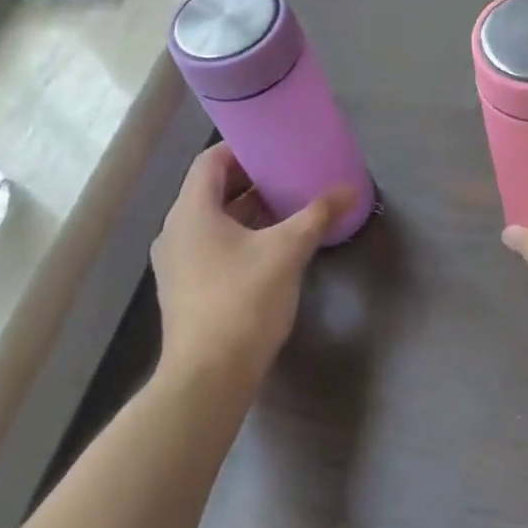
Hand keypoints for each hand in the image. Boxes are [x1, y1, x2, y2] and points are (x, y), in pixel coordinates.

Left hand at [150, 143, 353, 391]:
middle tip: (288, 174)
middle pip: (211, 189)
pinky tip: (272, 245)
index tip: (275, 147)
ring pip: (213, 220)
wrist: (208, 379)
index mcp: (191, 212)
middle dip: (251, 180)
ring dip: (247, 209)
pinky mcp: (186, 289)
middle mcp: (176, 231)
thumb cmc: (243, 301)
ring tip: (287, 205)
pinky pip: (212, 245)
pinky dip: (239, 235)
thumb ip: (318, 215)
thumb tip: (350, 190)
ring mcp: (177, 263)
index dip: (242, 149)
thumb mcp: (288, 251)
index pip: (210, 161)